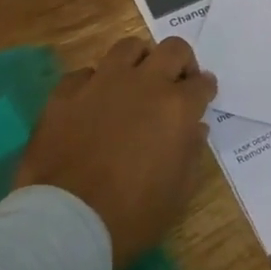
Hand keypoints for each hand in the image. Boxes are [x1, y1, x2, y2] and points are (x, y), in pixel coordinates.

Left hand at [16, 36, 216, 269]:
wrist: (65, 222)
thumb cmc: (132, 215)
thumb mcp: (178, 192)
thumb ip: (192, 153)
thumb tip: (194, 129)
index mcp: (177, 107)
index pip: (203, 83)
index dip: (205, 89)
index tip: (203, 97)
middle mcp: (144, 84)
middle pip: (172, 49)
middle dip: (180, 61)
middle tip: (175, 83)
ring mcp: (102, 83)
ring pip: (128, 47)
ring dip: (138, 60)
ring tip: (135, 81)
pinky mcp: (65, 93)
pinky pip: (85, 74)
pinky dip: (94, 83)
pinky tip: (92, 103)